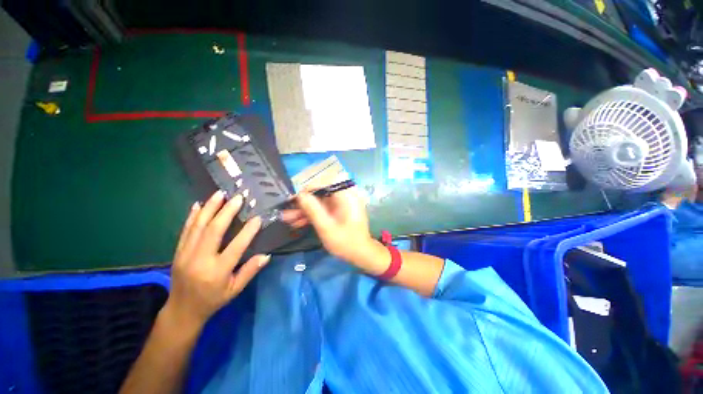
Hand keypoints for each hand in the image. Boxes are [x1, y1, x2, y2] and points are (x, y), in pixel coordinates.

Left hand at [165, 190, 269, 329]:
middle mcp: (200, 260)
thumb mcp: (235, 289)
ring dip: (209, 208)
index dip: (248, 231)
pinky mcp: (177, 252)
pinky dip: (192, 216)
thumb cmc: (213, 300)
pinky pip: (185, 230)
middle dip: (227, 212)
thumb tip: (266, 255)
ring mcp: (185, 254)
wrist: (182, 310)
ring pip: (198, 226)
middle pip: (213, 231)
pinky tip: (198, 205)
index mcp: (217, 271)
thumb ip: (250, 271)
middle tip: (238, 198)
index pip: (235, 246)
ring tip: (220, 194)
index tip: (258, 217)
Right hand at [282, 188, 375, 262]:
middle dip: (303, 203)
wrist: (361, 254)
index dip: (306, 190)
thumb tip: (300, 194)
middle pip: (319, 193)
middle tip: (287, 212)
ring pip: (319, 202)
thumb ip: (313, 210)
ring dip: (305, 210)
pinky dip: (312, 215)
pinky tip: (298, 223)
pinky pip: (323, 209)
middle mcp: (344, 195)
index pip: (323, 184)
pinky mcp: (338, 211)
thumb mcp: (326, 227)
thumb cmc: (346, 242)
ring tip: (287, 220)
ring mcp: (341, 203)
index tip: (292, 200)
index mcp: (345, 195)